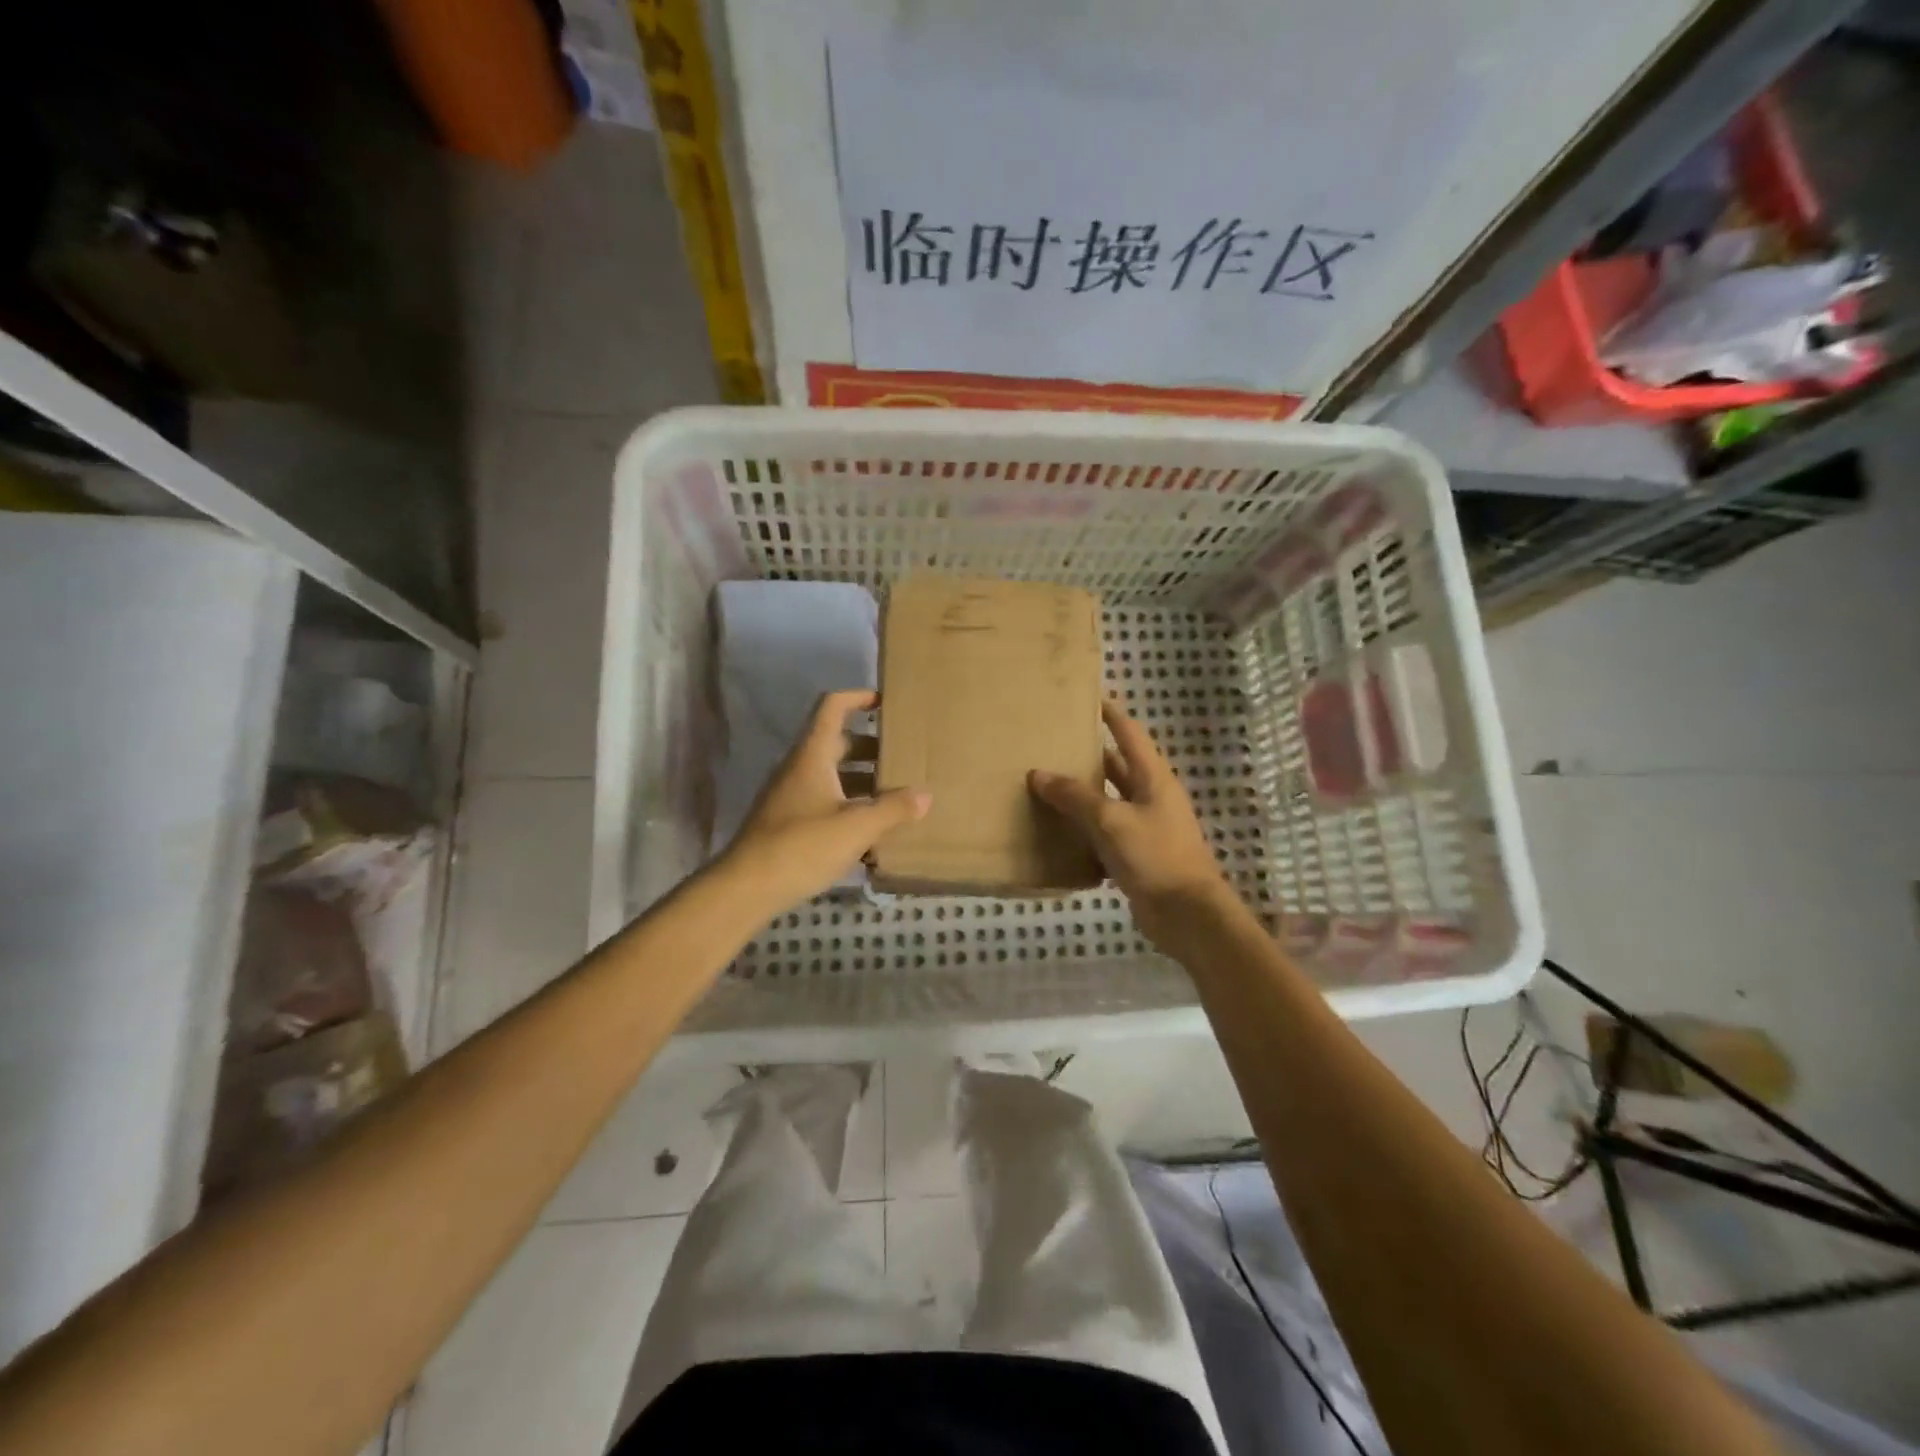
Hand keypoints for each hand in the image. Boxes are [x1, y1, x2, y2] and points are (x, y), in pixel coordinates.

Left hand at [721, 690, 929, 915]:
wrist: (746, 888)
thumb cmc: (801, 846)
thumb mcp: (855, 827)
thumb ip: (892, 809)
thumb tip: (926, 796)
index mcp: (813, 755)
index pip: (832, 707)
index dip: (858, 697)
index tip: (886, 703)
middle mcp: (800, 768)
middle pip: (838, 743)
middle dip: (872, 747)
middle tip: (905, 757)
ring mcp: (792, 796)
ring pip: (833, 776)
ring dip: (863, 780)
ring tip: (898, 795)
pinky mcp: (789, 823)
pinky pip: (826, 802)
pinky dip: (850, 807)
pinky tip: (873, 831)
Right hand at [1029, 700, 1235, 951]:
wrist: (1186, 914)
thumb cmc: (1155, 856)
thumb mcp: (1111, 821)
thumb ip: (1075, 796)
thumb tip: (1038, 774)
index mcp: (1153, 778)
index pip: (1130, 734)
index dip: (1111, 714)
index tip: (1088, 697)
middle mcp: (1150, 797)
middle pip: (1117, 766)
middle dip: (1089, 754)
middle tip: (1053, 743)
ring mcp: (1145, 827)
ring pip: (1108, 801)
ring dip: (1082, 794)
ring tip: (1046, 783)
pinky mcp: (1136, 856)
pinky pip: (1105, 834)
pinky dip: (1083, 830)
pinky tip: (1057, 831)